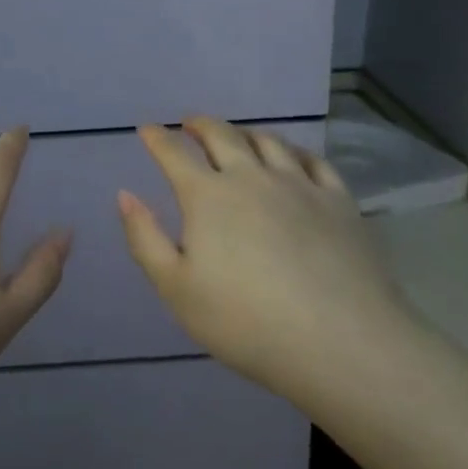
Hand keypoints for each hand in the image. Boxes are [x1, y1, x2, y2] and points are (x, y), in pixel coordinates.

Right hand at [117, 117, 417, 404]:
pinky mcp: (338, 200)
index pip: (173, 153)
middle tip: (189, 124)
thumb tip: (125, 194)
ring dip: (245, 132)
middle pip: (221, 135)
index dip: (156, 138)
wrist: (342, 344)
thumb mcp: (177, 289)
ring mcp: (298, 184)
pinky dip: (294, 151)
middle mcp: (250, 176)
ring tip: (237, 136)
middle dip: (199, 124)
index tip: (147, 129)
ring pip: (267, 141)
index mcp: (208, 195)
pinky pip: (313, 160)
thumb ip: (145, 238)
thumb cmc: (247, 322)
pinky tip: (292, 157)